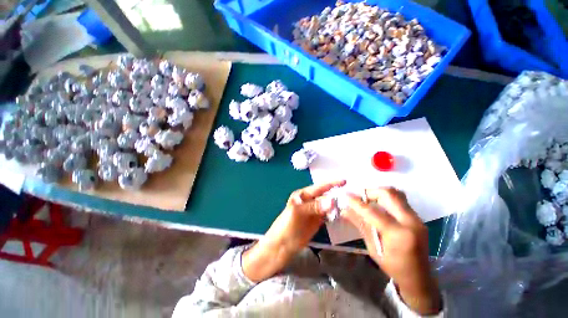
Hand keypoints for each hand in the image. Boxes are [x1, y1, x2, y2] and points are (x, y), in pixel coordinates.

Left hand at [242, 180, 345, 282]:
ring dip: (337, 205)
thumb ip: (314, 206)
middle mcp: (309, 201)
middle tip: (352, 195)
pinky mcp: (317, 221)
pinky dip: (335, 214)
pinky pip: (328, 215)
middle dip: (337, 194)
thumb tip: (332, 201)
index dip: (331, 184)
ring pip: (328, 205)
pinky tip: (343, 214)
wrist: (282, 245)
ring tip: (351, 204)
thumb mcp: (298, 213)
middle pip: (325, 195)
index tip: (344, 181)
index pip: (319, 187)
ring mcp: (314, 211)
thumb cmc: (287, 226)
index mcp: (303, 195)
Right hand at [343, 188, 441, 314]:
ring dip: (379, 193)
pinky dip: (386, 198)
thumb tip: (344, 210)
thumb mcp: (373, 248)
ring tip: (368, 200)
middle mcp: (411, 222)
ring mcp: (417, 218)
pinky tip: (379, 206)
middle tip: (359, 197)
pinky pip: (400, 200)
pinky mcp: (418, 217)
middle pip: (389, 194)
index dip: (357, 202)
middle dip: (370, 192)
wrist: (419, 277)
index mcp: (398, 234)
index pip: (373, 212)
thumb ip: (360, 225)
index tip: (345, 195)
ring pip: (396, 193)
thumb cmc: (393, 267)